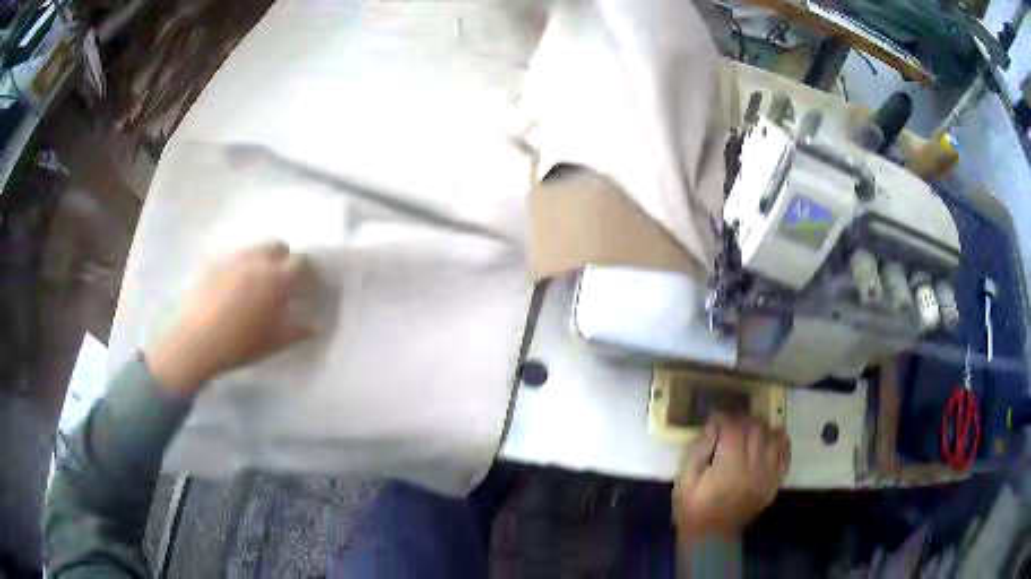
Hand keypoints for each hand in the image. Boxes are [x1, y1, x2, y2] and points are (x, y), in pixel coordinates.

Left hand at [145, 241, 314, 394]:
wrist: (194, 341)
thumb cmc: (238, 344)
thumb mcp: (273, 343)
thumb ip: (297, 330)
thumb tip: (317, 325)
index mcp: (276, 279)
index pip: (302, 263)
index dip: (308, 274)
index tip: (308, 289)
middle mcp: (256, 261)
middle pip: (278, 246)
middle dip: (285, 260)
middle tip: (282, 284)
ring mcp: (233, 259)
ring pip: (255, 249)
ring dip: (262, 261)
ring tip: (256, 286)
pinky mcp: (213, 263)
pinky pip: (234, 258)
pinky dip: (241, 267)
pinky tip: (233, 289)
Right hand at [672, 416, 789, 542]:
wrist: (710, 538)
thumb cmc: (693, 509)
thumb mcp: (684, 481)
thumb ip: (697, 450)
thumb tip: (712, 425)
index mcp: (729, 465)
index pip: (733, 428)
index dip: (723, 419)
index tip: (713, 419)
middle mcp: (754, 466)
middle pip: (755, 429)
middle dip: (742, 420)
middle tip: (730, 424)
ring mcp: (768, 474)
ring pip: (772, 437)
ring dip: (762, 428)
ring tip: (749, 430)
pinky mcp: (774, 482)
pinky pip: (785, 455)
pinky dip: (781, 442)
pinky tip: (772, 437)